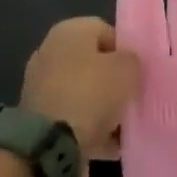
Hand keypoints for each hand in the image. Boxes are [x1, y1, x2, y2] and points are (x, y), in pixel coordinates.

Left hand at [21, 17, 142, 171]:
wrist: (48, 146)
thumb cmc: (90, 94)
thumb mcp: (127, 70)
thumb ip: (133, 62)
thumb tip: (128, 66)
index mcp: (70, 31)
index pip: (106, 32)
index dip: (125, 52)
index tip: (138, 74)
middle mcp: (51, 52)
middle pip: (93, 64)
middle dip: (113, 83)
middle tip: (131, 100)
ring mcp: (41, 86)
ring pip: (83, 94)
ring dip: (103, 109)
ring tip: (122, 128)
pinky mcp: (38, 119)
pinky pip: (72, 118)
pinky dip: (89, 130)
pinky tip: (109, 146)